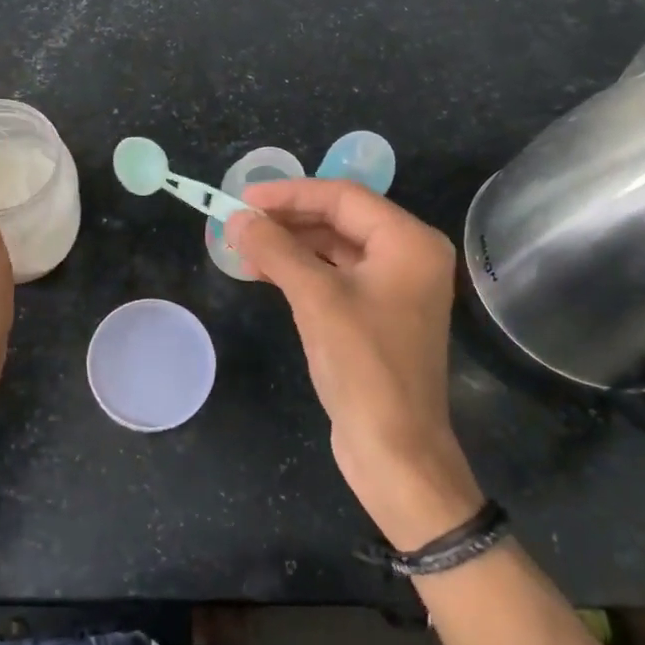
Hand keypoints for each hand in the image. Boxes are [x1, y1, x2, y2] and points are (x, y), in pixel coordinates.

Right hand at [227, 180, 482, 550]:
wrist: (396, 451)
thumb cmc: (364, 366)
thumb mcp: (315, 299)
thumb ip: (275, 250)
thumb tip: (236, 219)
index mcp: (409, 241)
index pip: (343, 196)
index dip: (290, 193)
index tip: (243, 197)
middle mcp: (408, 256)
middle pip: (340, 218)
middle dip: (288, 218)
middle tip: (239, 222)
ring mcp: (395, 286)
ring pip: (334, 247)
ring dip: (290, 245)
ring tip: (244, 247)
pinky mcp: (378, 313)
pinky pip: (336, 275)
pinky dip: (301, 270)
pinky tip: (266, 273)